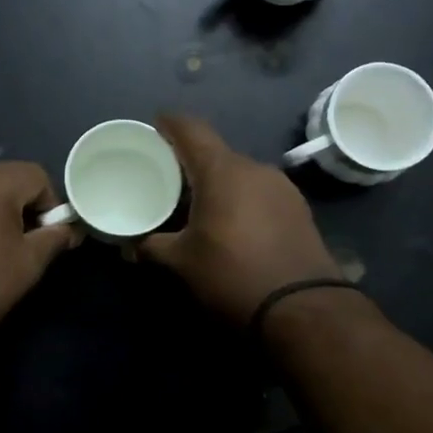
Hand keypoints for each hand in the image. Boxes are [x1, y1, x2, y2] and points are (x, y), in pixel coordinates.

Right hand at [141, 113, 342, 323]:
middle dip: (191, 162)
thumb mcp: (182, 262)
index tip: (154, 126)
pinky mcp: (298, 209)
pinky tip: (232, 224)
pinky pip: (259, 192)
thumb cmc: (232, 274)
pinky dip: (240, 199)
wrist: (303, 308)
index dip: (170, 123)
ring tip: (198, 206)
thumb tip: (130, 246)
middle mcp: (254, 168)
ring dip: (218, 183)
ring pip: (239, 174)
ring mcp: (281, 188)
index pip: (192, 129)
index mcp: (222, 171)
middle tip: (168, 179)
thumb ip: (152, 246)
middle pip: (215, 153)